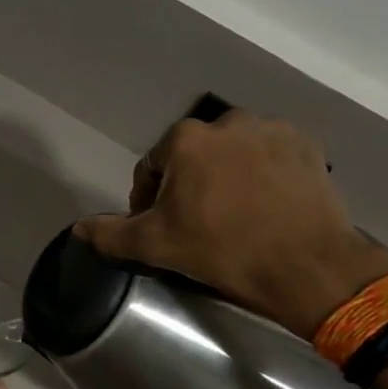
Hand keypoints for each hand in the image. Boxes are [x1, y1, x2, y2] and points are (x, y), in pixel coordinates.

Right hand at [73, 113, 387, 337]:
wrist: (308, 266)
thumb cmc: (222, 250)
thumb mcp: (156, 245)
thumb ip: (111, 233)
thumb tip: (79, 228)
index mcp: (186, 140)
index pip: (152, 167)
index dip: (149, 199)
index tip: (161, 226)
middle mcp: (228, 122)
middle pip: (194, 156)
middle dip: (190, 184)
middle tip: (198, 223)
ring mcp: (272, 130)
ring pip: (234, 153)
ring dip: (227, 176)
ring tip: (235, 214)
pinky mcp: (308, 146)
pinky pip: (271, 156)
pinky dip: (263, 175)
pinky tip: (267, 206)